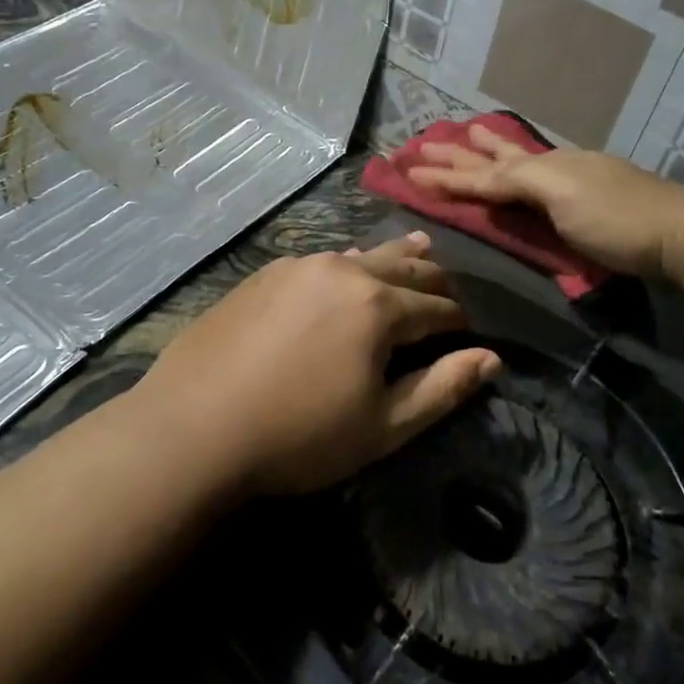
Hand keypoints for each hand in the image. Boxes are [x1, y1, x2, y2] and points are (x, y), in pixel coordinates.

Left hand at [135, 233, 500, 495]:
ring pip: (363, 255)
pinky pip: (323, 261)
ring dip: (396, 257)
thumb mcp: (382, 426)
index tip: (475, 326)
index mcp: (379, 306)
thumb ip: (442, 389)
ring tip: (421, 246)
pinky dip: (349, 264)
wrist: (192, 428)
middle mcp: (343, 271)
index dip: (461, 319)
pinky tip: (348, 265)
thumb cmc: (298, 436)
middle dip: (435, 277)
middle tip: (455, 284)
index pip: (438, 306)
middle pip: (405, 266)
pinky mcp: (265, 274)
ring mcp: (299, 266)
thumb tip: (492, 358)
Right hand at [407, 125, 682, 276]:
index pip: (485, 172)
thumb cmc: (616, 218)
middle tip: (426, 142)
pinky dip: (520, 165)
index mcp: (543, 167)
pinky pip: (542, 172)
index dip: (448, 174)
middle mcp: (553, 166)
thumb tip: (484, 173)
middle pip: (497, 159)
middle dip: (460, 154)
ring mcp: (574, 178)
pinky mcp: (590, 196)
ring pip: (521, 160)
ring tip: (468, 134)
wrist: (678, 232)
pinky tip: (523, 163)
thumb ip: (520, 180)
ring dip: (490, 149)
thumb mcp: (562, 196)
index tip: (412, 170)